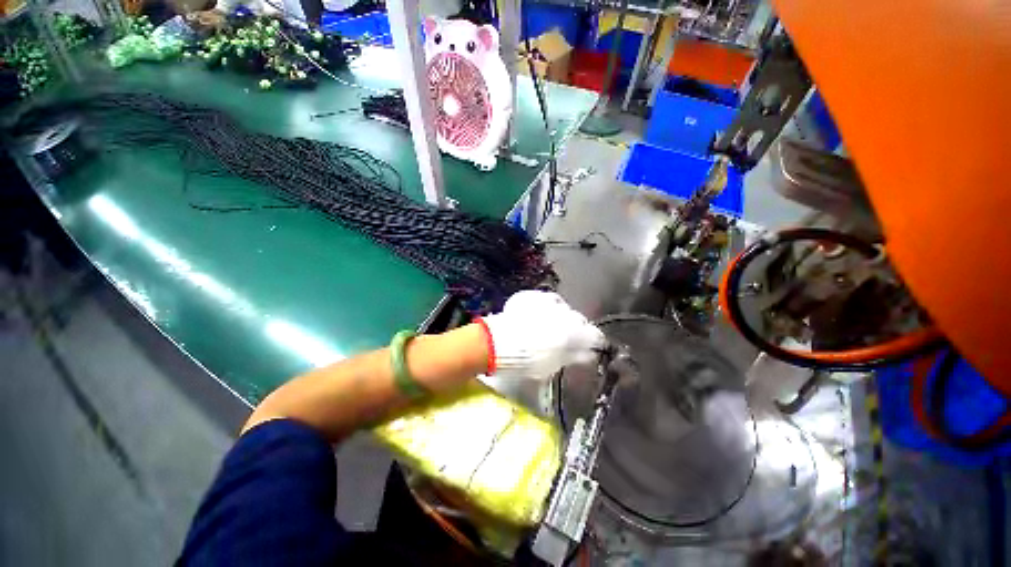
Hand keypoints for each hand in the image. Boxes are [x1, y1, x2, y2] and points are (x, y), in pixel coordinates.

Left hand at [479, 291, 605, 380]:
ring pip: (562, 307)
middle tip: (566, 338)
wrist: (499, 342)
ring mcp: (548, 301)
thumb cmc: (527, 359)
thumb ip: (573, 356)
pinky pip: (545, 301)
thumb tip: (588, 353)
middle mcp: (565, 312)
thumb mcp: (553, 363)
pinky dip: (544, 309)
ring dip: (560, 316)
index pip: (594, 335)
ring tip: (549, 326)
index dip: (592, 341)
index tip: (589, 346)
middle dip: (576, 328)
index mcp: (573, 331)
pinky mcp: (533, 296)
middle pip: (578, 319)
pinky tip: (536, 316)